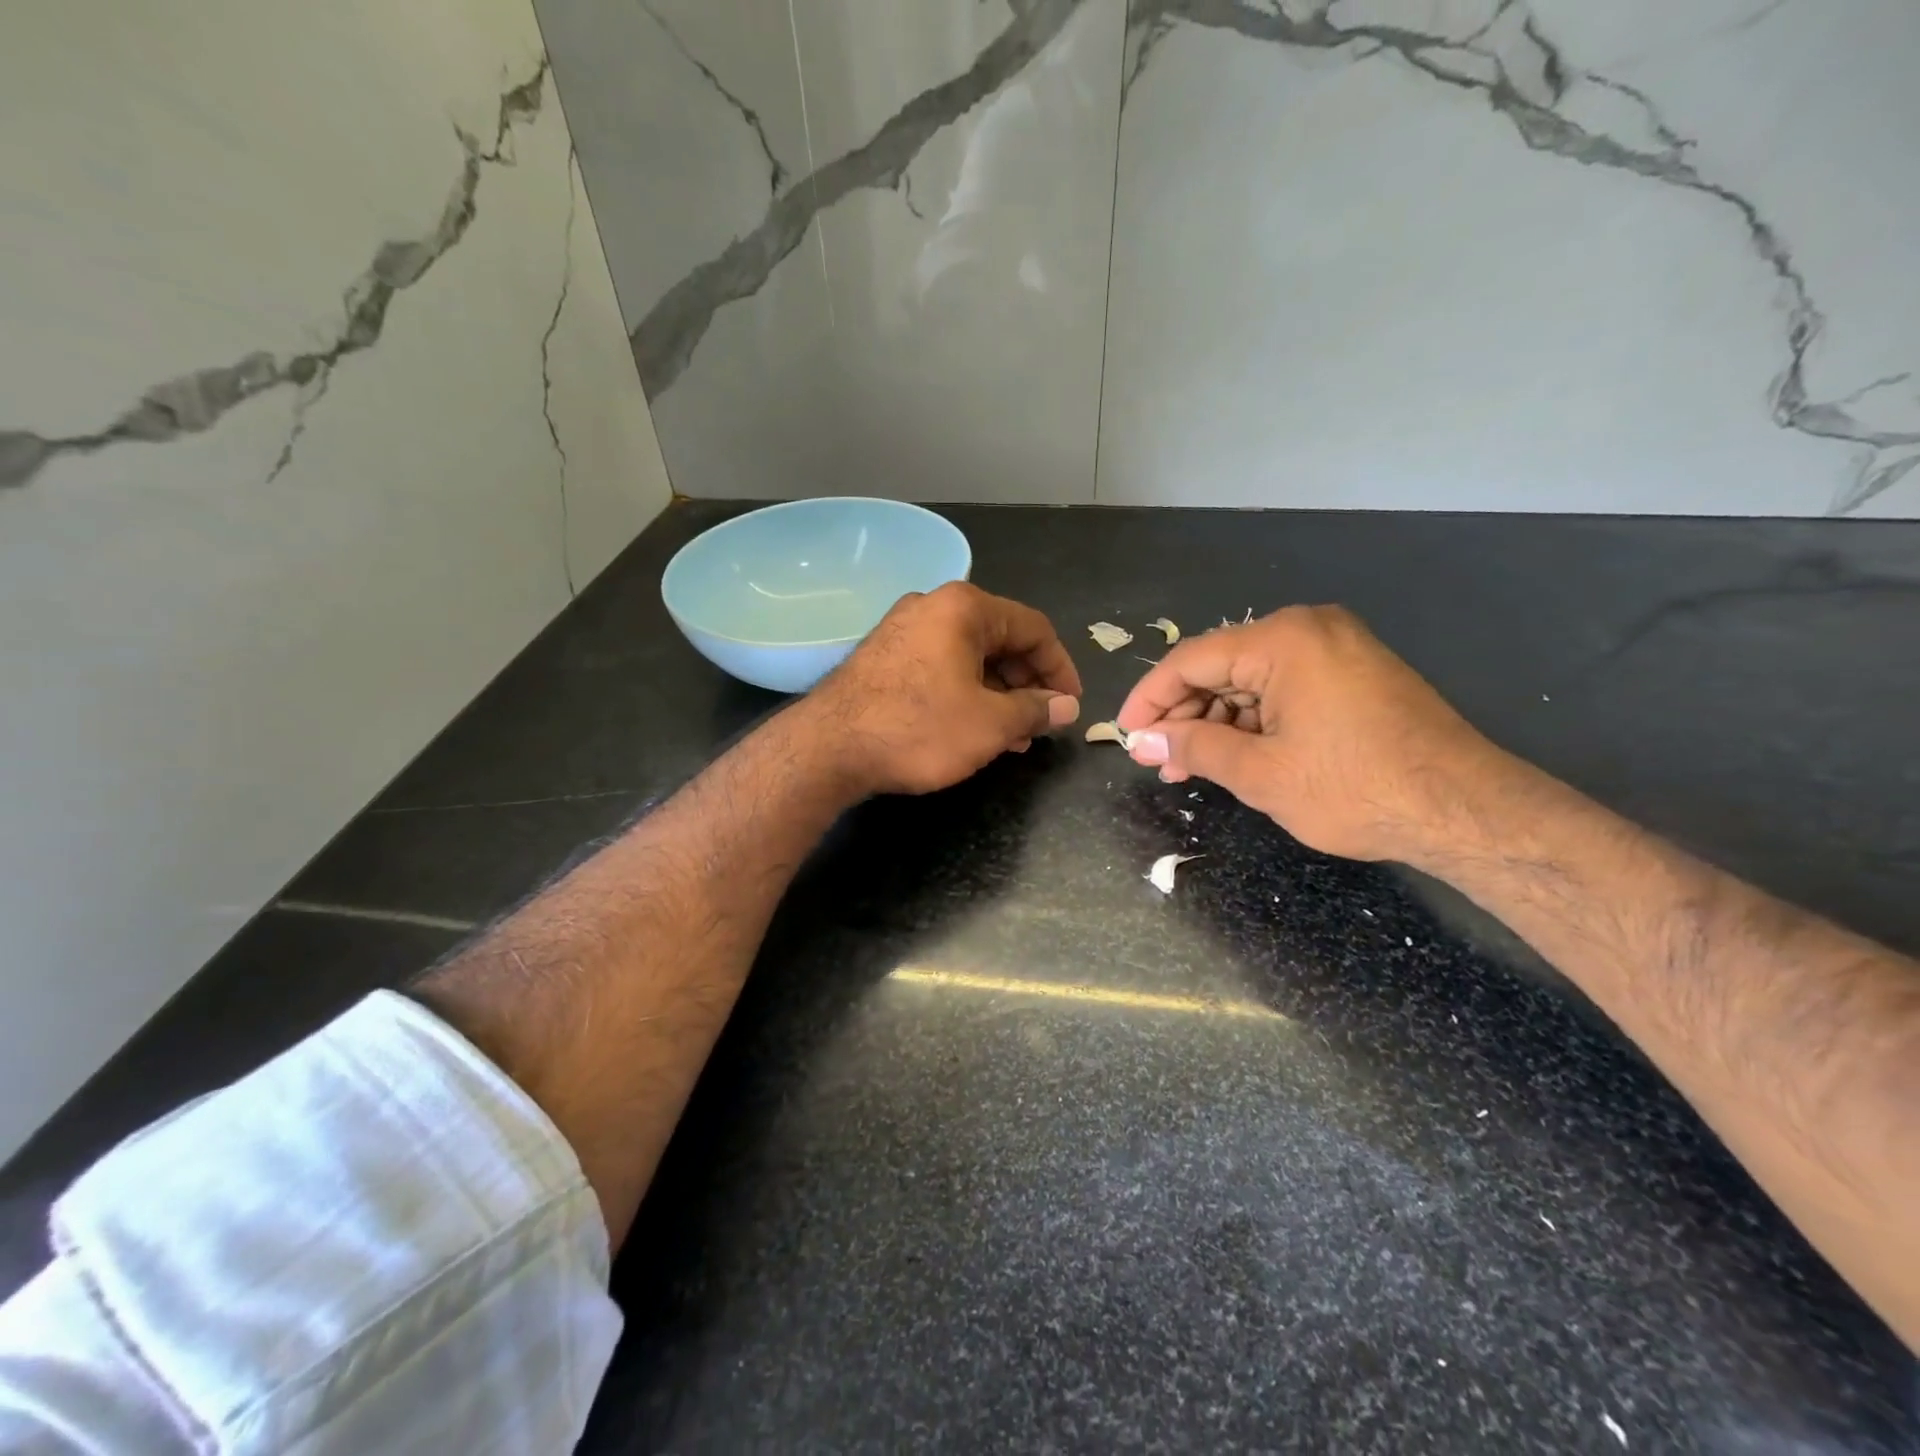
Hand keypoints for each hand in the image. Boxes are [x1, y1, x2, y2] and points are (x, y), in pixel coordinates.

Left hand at [809, 582, 1082, 795]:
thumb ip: (1035, 710)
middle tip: (1039, 725)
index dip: (1060, 668)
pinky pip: (940, 666)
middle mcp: (933, 606)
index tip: (1070, 705)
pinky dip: (964, 693)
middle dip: (1026, 685)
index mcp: (965, 608)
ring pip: (969, 656)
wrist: (829, 747)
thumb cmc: (920, 728)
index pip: (1034, 629)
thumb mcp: (990, 724)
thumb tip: (1066, 707)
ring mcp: (902, 629)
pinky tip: (970, 727)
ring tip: (1010, 736)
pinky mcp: (882, 656)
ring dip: (997, 694)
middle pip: (1000, 639)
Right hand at [1115, 605, 1500, 861]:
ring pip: (1251, 681)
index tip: (1126, 734)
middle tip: (1160, 761)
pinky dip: (1254, 721)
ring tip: (1192, 767)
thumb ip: (1193, 746)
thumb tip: (1144, 740)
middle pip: (1220, 667)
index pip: (1190, 660)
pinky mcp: (1353, 673)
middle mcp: (1308, 629)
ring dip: (1217, 722)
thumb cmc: (1355, 787)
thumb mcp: (1260, 773)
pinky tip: (1235, 754)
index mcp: (1282, 640)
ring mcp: (1336, 648)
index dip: (1149, 698)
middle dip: (1184, 716)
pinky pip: (1283, 688)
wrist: (1465, 809)